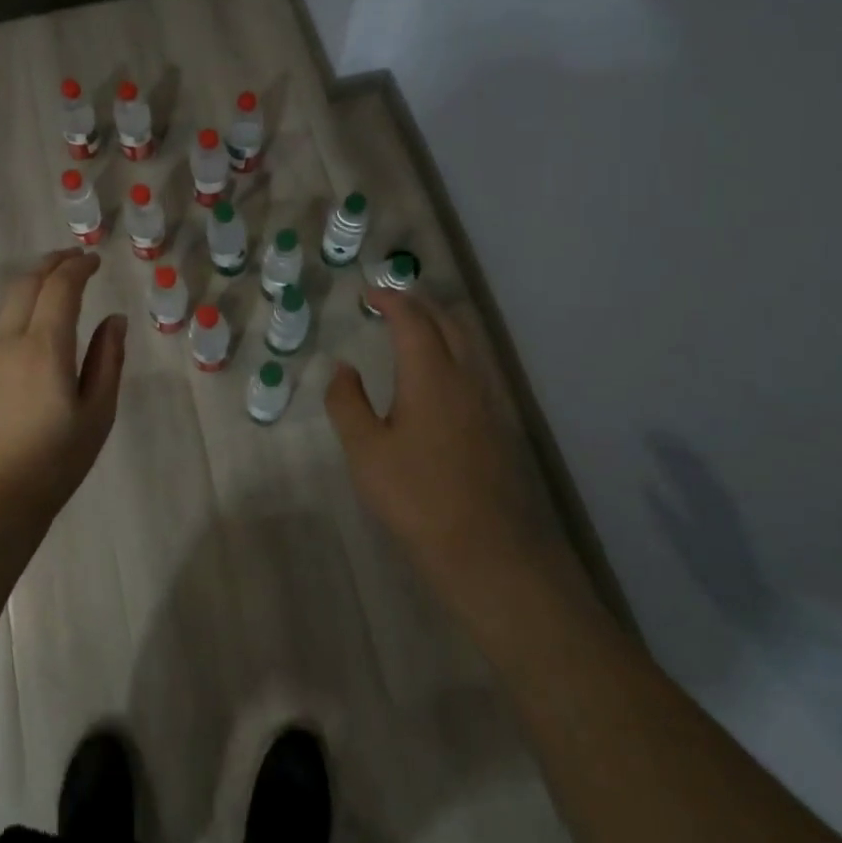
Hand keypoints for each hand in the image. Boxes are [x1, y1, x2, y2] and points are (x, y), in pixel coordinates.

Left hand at [0, 250, 125, 522]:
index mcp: (44, 347)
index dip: (78, 267)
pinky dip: (22, 307)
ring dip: (34, 283)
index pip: (59, 287)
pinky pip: (0, 325)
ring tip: (57, 285)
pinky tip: (36, 325)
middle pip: (26, 284)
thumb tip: (114, 320)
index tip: (95, 260)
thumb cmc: (52, 463)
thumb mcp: (97, 414)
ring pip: (8, 303)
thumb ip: (107, 361)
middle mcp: (9, 341)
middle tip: (75, 259)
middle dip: (52, 264)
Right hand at [326, 289, 573, 602]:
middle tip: (391, 303)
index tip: (369, 293)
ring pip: (467, 343)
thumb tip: (343, 368)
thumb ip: (347, 403)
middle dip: (419, 304)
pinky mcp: (498, 425)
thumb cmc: (417, 496)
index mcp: (431, 375)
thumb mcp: (366, 452)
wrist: (488, 549)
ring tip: (413, 331)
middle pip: (448, 322)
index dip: (391, 300)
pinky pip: (475, 367)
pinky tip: (438, 377)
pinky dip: (453, 351)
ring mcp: (488, 401)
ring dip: (440, 325)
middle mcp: (465, 377)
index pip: (412, 320)